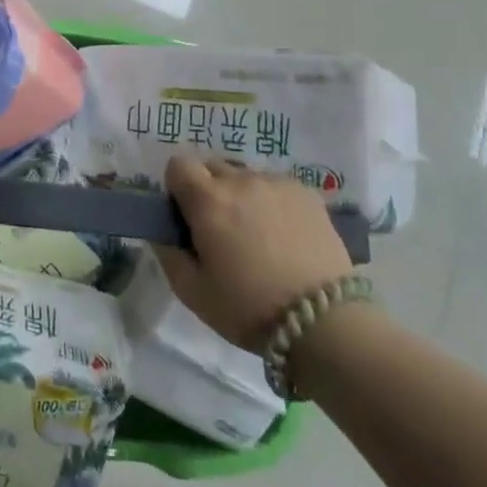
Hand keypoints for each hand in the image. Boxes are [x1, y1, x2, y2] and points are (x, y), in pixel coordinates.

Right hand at [156, 156, 353, 350]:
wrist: (325, 322)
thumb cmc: (249, 308)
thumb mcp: (192, 291)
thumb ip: (168, 254)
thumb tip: (162, 232)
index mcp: (207, 200)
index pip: (178, 164)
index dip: (177, 187)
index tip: (185, 215)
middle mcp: (240, 180)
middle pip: (212, 167)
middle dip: (208, 190)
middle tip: (219, 228)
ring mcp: (277, 184)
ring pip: (246, 177)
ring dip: (242, 196)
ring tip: (257, 234)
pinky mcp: (308, 194)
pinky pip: (276, 187)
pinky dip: (272, 202)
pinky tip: (284, 235)